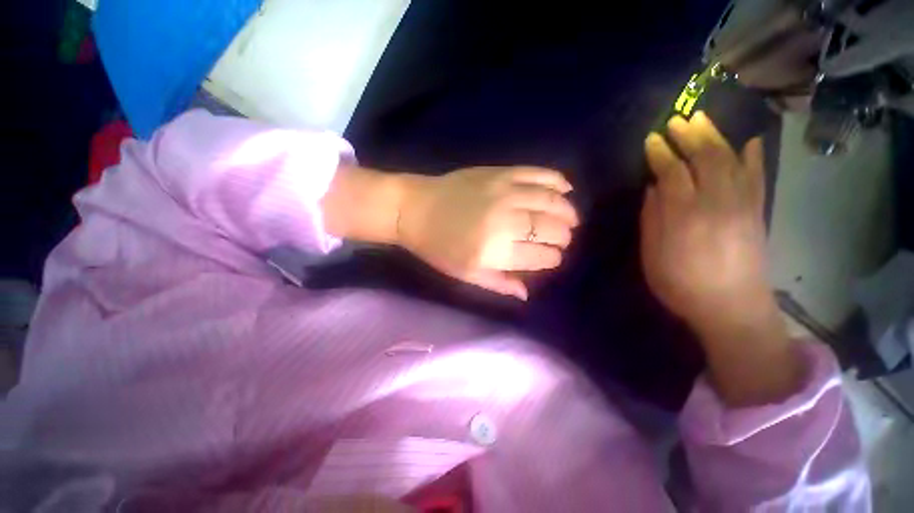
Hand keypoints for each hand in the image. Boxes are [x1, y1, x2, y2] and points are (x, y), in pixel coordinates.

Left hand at [397, 167, 578, 299]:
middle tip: (562, 239)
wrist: (414, 209)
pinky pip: (538, 173)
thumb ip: (499, 283)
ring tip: (570, 219)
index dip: (552, 258)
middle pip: (551, 229)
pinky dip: (557, 180)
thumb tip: (527, 293)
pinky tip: (566, 188)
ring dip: (567, 211)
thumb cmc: (438, 247)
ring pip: (551, 201)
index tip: (552, 258)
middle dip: (563, 237)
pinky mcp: (500, 173)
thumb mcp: (466, 274)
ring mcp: (504, 193)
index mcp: (495, 251)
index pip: (541, 256)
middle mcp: (505, 221)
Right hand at [642, 113, 804, 405]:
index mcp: (684, 215)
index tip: (651, 140)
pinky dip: (754, 157)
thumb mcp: (653, 254)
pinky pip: (758, 177)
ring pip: (731, 160)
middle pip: (704, 158)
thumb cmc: (680, 284)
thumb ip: (652, 218)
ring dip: (716, 137)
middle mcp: (716, 202)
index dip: (660, 154)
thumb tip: (653, 189)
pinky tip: (750, 142)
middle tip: (677, 120)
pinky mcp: (758, 212)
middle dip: (689, 135)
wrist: (731, 308)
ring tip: (703, 121)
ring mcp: (742, 204)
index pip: (672, 172)